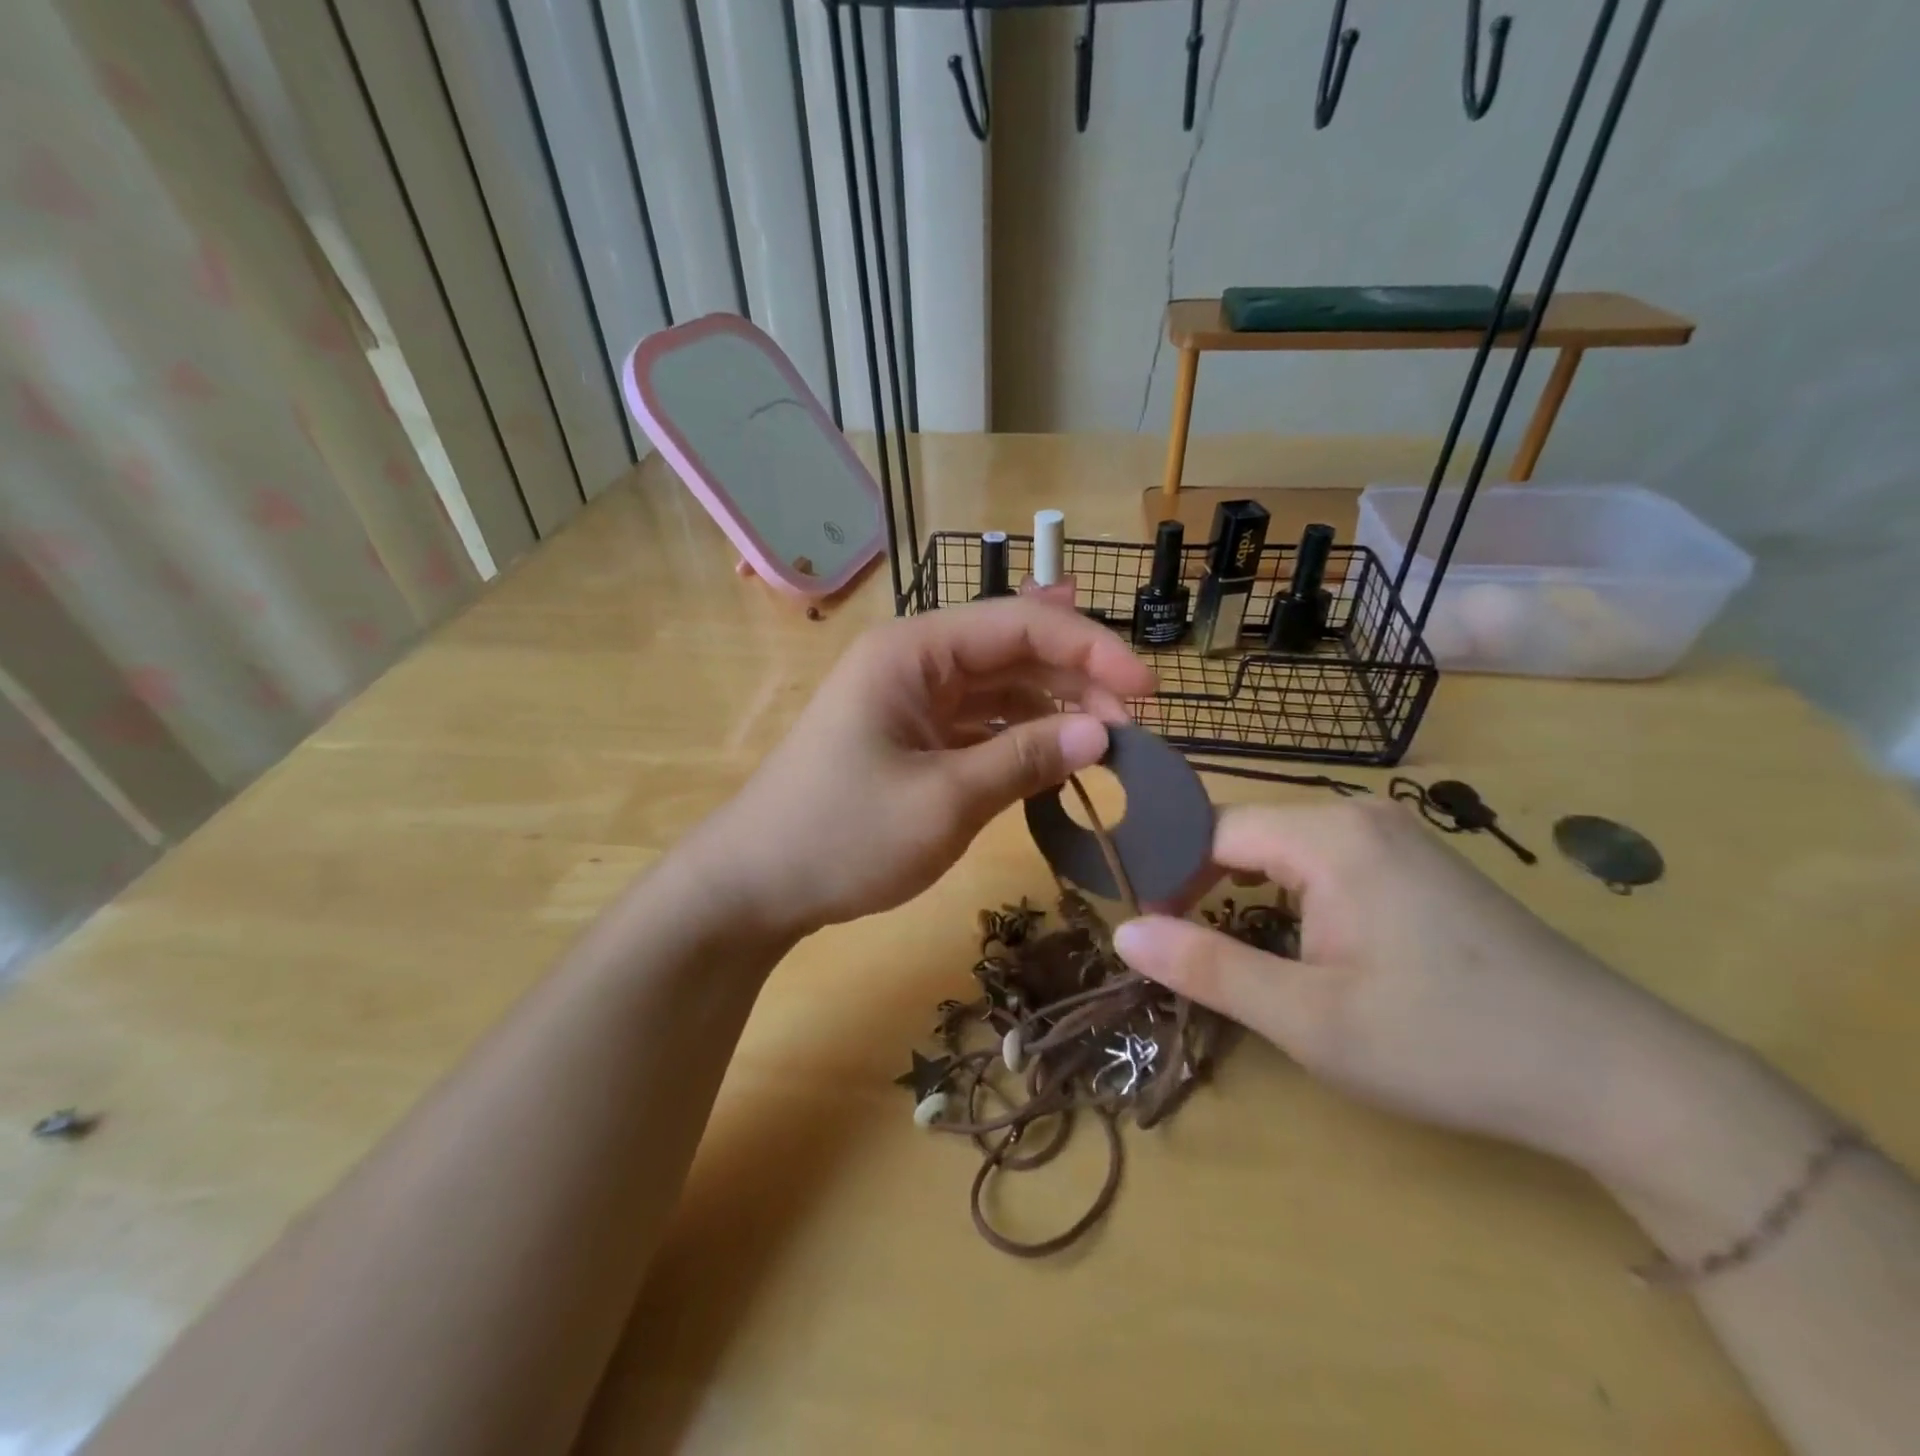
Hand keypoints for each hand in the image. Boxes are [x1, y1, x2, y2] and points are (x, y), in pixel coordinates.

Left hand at [693, 598, 1155, 939]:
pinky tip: (1058, 761)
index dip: (1091, 648)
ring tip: (1106, 745)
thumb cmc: (842, 836)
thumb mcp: (944, 800)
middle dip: (1078, 681)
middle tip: (1132, 731)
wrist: (755, 885)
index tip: (1147, 692)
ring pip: (1001, 688)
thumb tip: (1102, 734)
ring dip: (1054, 710)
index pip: (1019, 623)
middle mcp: (915, 662)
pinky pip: (981, 724)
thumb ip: (1025, 759)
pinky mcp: (913, 737)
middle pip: (1014, 650)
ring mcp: (913, 700)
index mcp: (914, 651)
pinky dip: (1022, 739)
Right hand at [1113, 801, 1710, 1173]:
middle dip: (1204, 887)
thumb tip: (1123, 932)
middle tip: (1181, 951)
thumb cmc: (1446, 1044)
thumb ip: (1207, 969)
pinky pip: (1327, 863)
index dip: (1168, 877)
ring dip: (1248, 894)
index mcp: (1329, 835)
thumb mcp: (1308, 1019)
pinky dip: (1293, 897)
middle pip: (1247, 835)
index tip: (1145, 930)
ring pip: (1285, 849)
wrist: (1616, 1077)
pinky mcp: (1418, 863)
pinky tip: (1302, 943)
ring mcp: (1396, 835)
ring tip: (1231, 951)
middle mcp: (1359, 815)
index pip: (1210, 831)